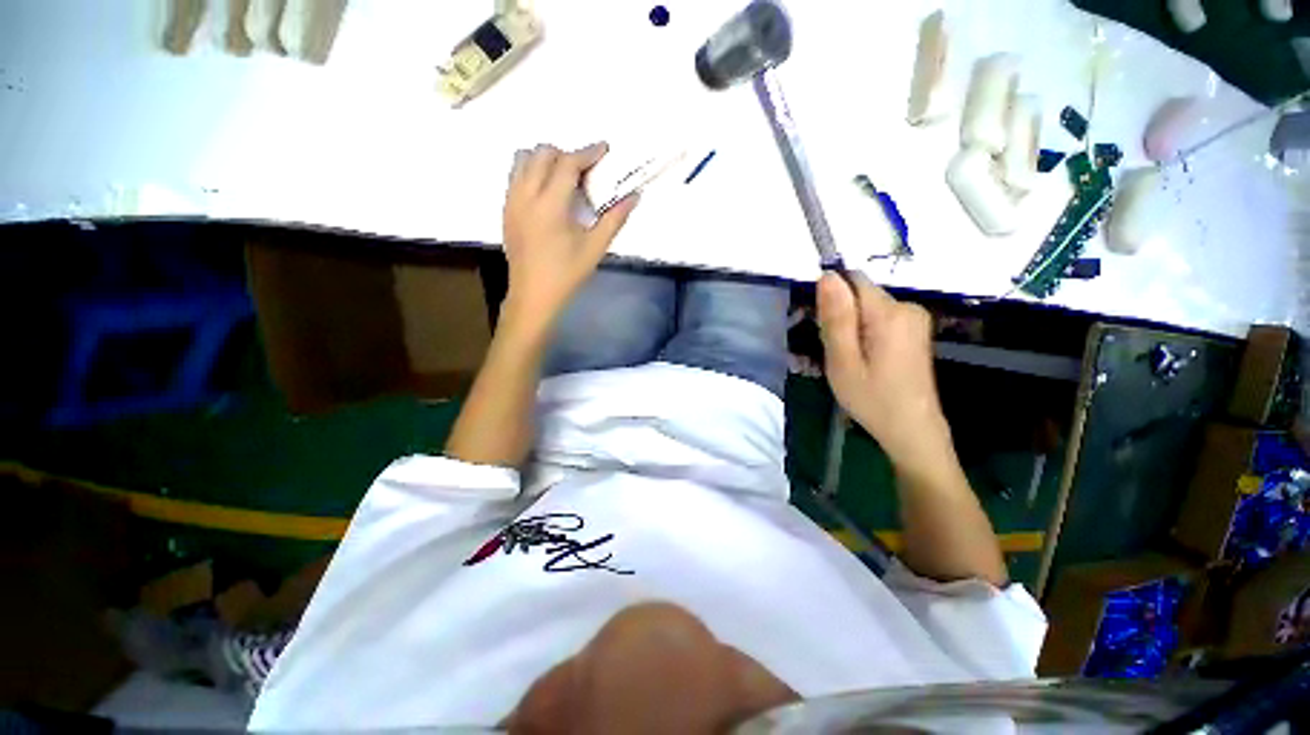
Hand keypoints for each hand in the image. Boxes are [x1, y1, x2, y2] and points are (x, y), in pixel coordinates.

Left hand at [502, 142, 638, 328]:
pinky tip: (548, 194)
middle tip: (586, 171)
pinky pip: (516, 175)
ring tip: (565, 179)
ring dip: (546, 160)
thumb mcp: (595, 248)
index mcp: (549, 205)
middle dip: (566, 154)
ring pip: (523, 160)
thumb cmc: (566, 274)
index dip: (588, 153)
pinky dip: (532, 172)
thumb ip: (614, 219)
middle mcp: (525, 195)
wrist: (533, 295)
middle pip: (542, 153)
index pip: (567, 164)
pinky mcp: (506, 209)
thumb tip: (634, 196)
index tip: (604, 149)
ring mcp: (511, 201)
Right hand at [817, 273, 950, 471]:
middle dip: (839, 317)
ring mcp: (914, 319)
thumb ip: (836, 318)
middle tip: (835, 353)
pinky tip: (862, 360)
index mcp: (889, 313)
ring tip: (847, 360)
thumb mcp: (843, 361)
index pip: (851, 282)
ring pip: (866, 308)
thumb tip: (827, 276)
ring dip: (849, 328)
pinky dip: (863, 334)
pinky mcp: (914, 330)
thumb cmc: (872, 399)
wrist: (912, 430)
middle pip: (858, 295)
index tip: (823, 330)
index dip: (831, 301)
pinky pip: (877, 319)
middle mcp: (907, 307)